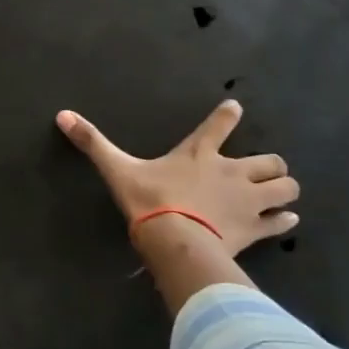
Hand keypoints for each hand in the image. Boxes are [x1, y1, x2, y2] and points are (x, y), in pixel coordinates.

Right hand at [56, 99, 298, 256]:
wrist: (176, 241)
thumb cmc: (149, 201)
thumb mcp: (117, 170)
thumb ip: (93, 143)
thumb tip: (62, 115)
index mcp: (200, 153)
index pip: (220, 124)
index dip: (228, 115)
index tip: (235, 108)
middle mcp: (232, 171)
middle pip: (270, 160)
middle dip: (270, 164)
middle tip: (262, 170)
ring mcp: (248, 200)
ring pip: (285, 187)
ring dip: (283, 189)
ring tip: (278, 194)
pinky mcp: (256, 228)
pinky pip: (281, 221)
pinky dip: (284, 220)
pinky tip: (286, 220)